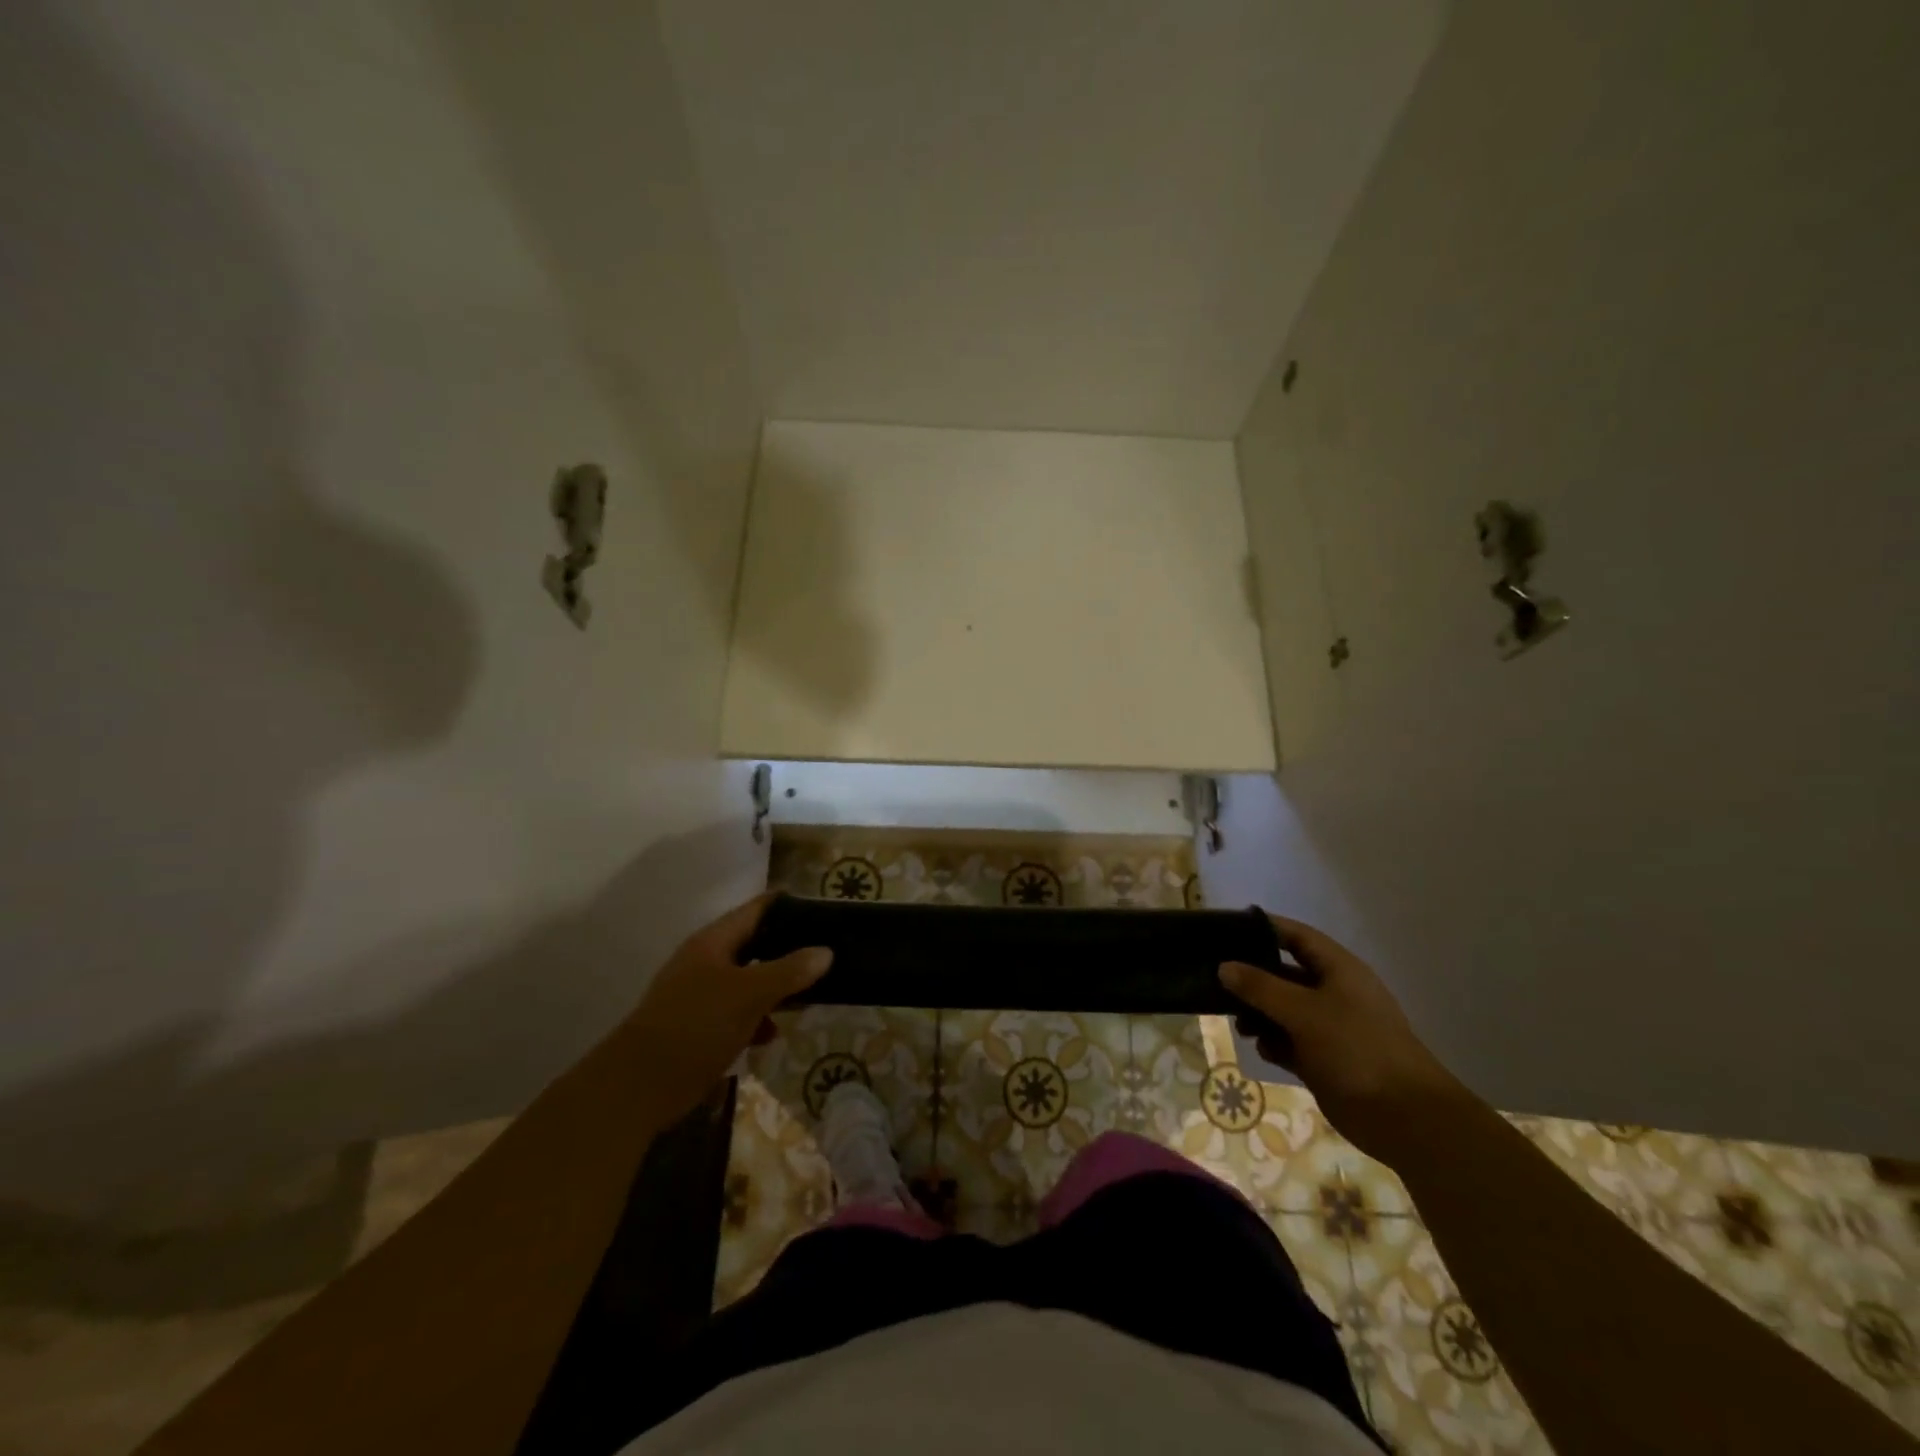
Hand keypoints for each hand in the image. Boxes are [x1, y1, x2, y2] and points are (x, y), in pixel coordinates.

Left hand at [618, 894, 831, 1121]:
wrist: (639, 1086)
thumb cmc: (697, 1025)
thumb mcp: (750, 994)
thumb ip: (789, 971)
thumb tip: (826, 951)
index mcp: (714, 941)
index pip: (757, 909)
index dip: (789, 906)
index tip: (823, 911)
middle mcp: (706, 960)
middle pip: (755, 944)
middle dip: (788, 950)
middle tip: (825, 955)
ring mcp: (699, 994)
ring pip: (748, 980)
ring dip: (775, 987)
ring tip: (809, 996)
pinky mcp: (697, 1026)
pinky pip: (736, 1012)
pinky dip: (756, 1018)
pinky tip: (772, 1034)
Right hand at [1219, 914, 1463, 1162]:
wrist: (1404, 1117)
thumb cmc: (1356, 1049)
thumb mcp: (1303, 1011)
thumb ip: (1261, 987)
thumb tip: (1224, 967)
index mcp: (1338, 970)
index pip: (1296, 936)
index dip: (1264, 928)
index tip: (1227, 929)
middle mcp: (1333, 992)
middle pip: (1285, 973)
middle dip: (1253, 977)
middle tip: (1217, 980)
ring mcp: (1329, 1027)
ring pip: (1283, 1009)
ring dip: (1259, 1014)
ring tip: (1240, 1024)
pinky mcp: (1324, 1059)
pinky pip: (1289, 1041)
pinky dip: (1273, 1043)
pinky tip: (1262, 1049)